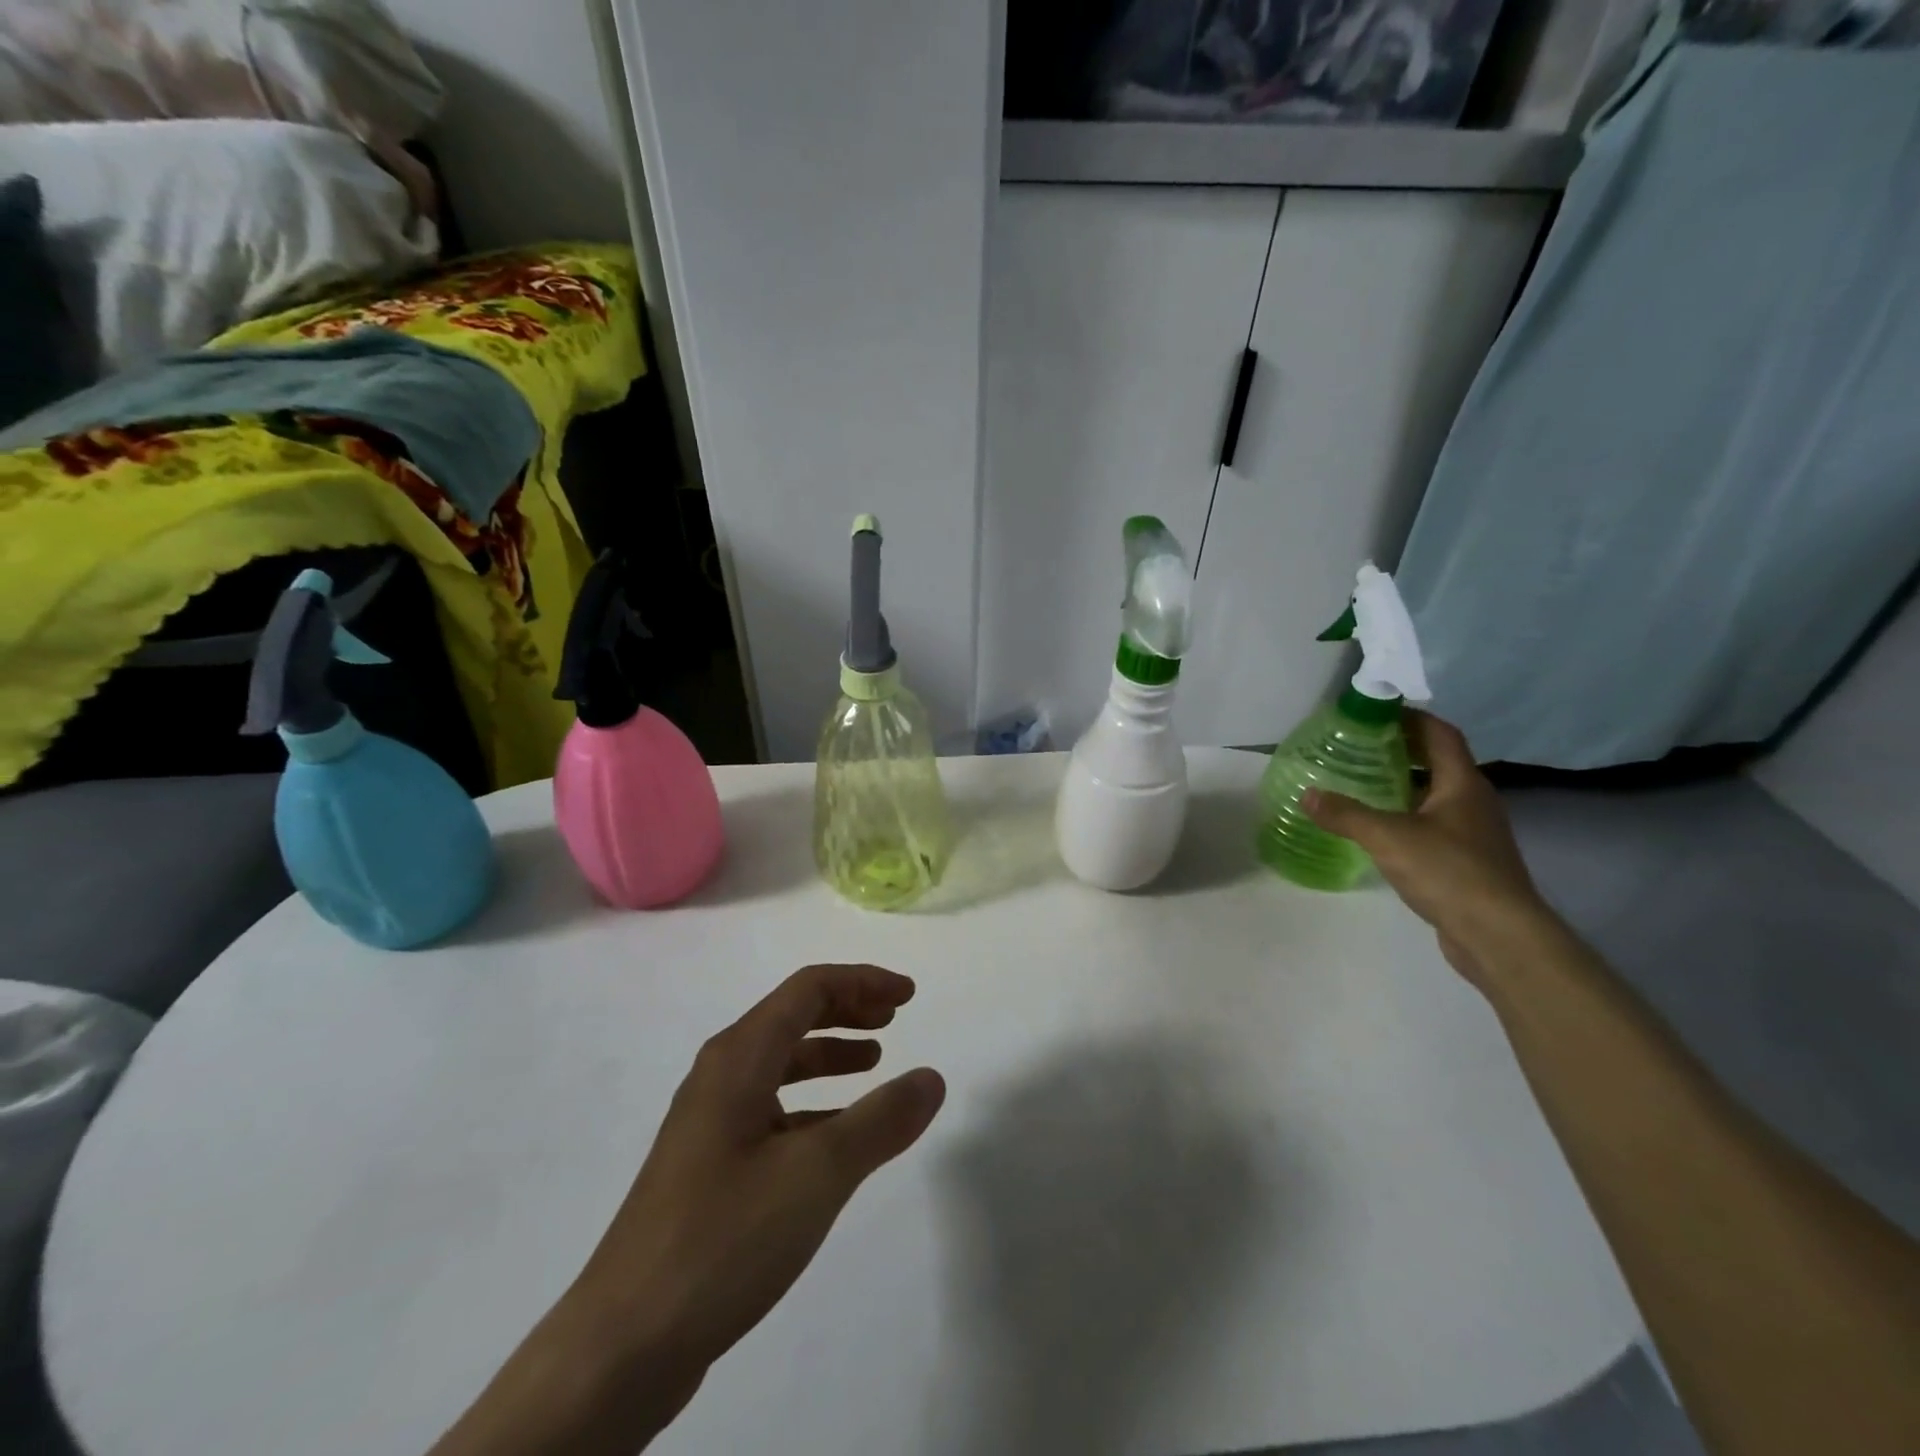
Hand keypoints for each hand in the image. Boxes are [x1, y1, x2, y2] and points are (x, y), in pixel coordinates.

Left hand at [560, 963, 946, 1433]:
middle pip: (792, 1016)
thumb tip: (931, 1078)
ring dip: (830, 1052)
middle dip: (848, 1009)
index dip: (863, 982)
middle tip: (896, 1018)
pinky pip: (770, 1108)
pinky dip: (811, 1102)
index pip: (808, 989)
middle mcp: (720, 1075)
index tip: (909, 996)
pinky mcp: (708, 1165)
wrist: (622, 1345)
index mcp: (739, 1057)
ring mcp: (709, 1121)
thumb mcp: (817, 1174)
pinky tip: (836, 1133)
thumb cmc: (724, 1238)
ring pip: (780, 1063)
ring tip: (875, 1061)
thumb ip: (881, 1121)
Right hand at [1304, 712, 1550, 983]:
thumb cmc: (1449, 872)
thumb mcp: (1388, 838)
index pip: (1440, 734)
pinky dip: (1406, 816)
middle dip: (1401, 750)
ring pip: (1435, 795)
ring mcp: (1474, 833)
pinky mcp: (1468, 861)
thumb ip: (1345, 814)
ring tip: (1361, 784)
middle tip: (1358, 747)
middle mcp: (1474, 801)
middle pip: (1438, 762)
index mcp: (1462, 784)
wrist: (1499, 935)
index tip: (1375, 713)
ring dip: (1403, 785)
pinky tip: (1379, 829)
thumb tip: (1306, 794)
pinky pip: (1433, 824)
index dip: (1411, 718)